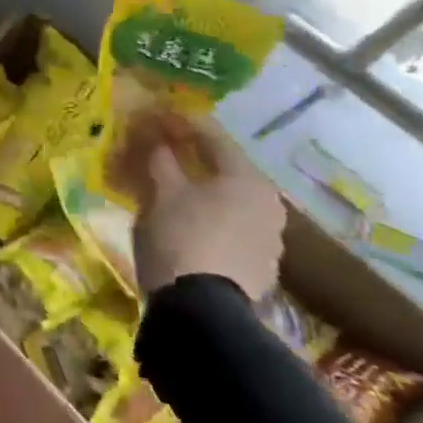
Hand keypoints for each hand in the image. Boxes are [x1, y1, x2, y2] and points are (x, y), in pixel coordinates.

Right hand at [131, 112, 285, 300]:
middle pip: (223, 169)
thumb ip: (159, 158)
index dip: (180, 121)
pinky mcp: (259, 265)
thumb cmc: (180, 237)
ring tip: (166, 187)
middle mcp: (268, 203)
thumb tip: (153, 134)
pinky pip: (228, 226)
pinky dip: (205, 215)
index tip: (155, 113)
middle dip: (190, 157)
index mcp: (247, 179)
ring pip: (227, 199)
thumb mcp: (160, 192)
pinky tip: (182, 222)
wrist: (201, 310)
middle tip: (158, 148)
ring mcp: (268, 238)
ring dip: (198, 188)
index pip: (212, 136)